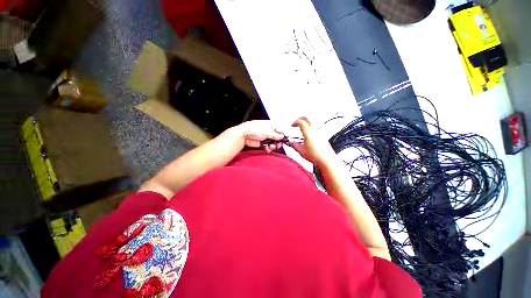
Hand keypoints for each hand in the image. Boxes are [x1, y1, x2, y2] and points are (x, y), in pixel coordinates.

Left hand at [236, 120, 284, 152]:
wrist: (243, 135)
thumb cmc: (253, 129)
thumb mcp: (267, 132)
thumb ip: (275, 135)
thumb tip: (282, 136)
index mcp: (270, 125)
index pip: (279, 130)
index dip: (282, 135)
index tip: (284, 139)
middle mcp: (268, 131)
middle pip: (276, 138)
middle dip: (277, 142)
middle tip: (278, 145)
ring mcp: (264, 137)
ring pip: (272, 143)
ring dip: (272, 146)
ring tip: (271, 147)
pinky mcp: (261, 142)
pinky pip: (267, 146)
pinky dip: (268, 148)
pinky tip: (267, 149)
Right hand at [289, 117, 336, 165]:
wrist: (326, 160)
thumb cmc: (316, 156)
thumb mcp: (301, 151)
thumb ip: (294, 145)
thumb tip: (291, 142)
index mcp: (308, 133)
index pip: (301, 122)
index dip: (295, 122)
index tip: (292, 125)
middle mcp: (315, 130)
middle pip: (308, 118)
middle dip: (301, 118)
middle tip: (297, 122)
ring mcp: (320, 131)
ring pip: (313, 120)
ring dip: (307, 121)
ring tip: (303, 125)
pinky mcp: (323, 134)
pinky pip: (317, 125)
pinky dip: (311, 125)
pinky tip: (309, 131)